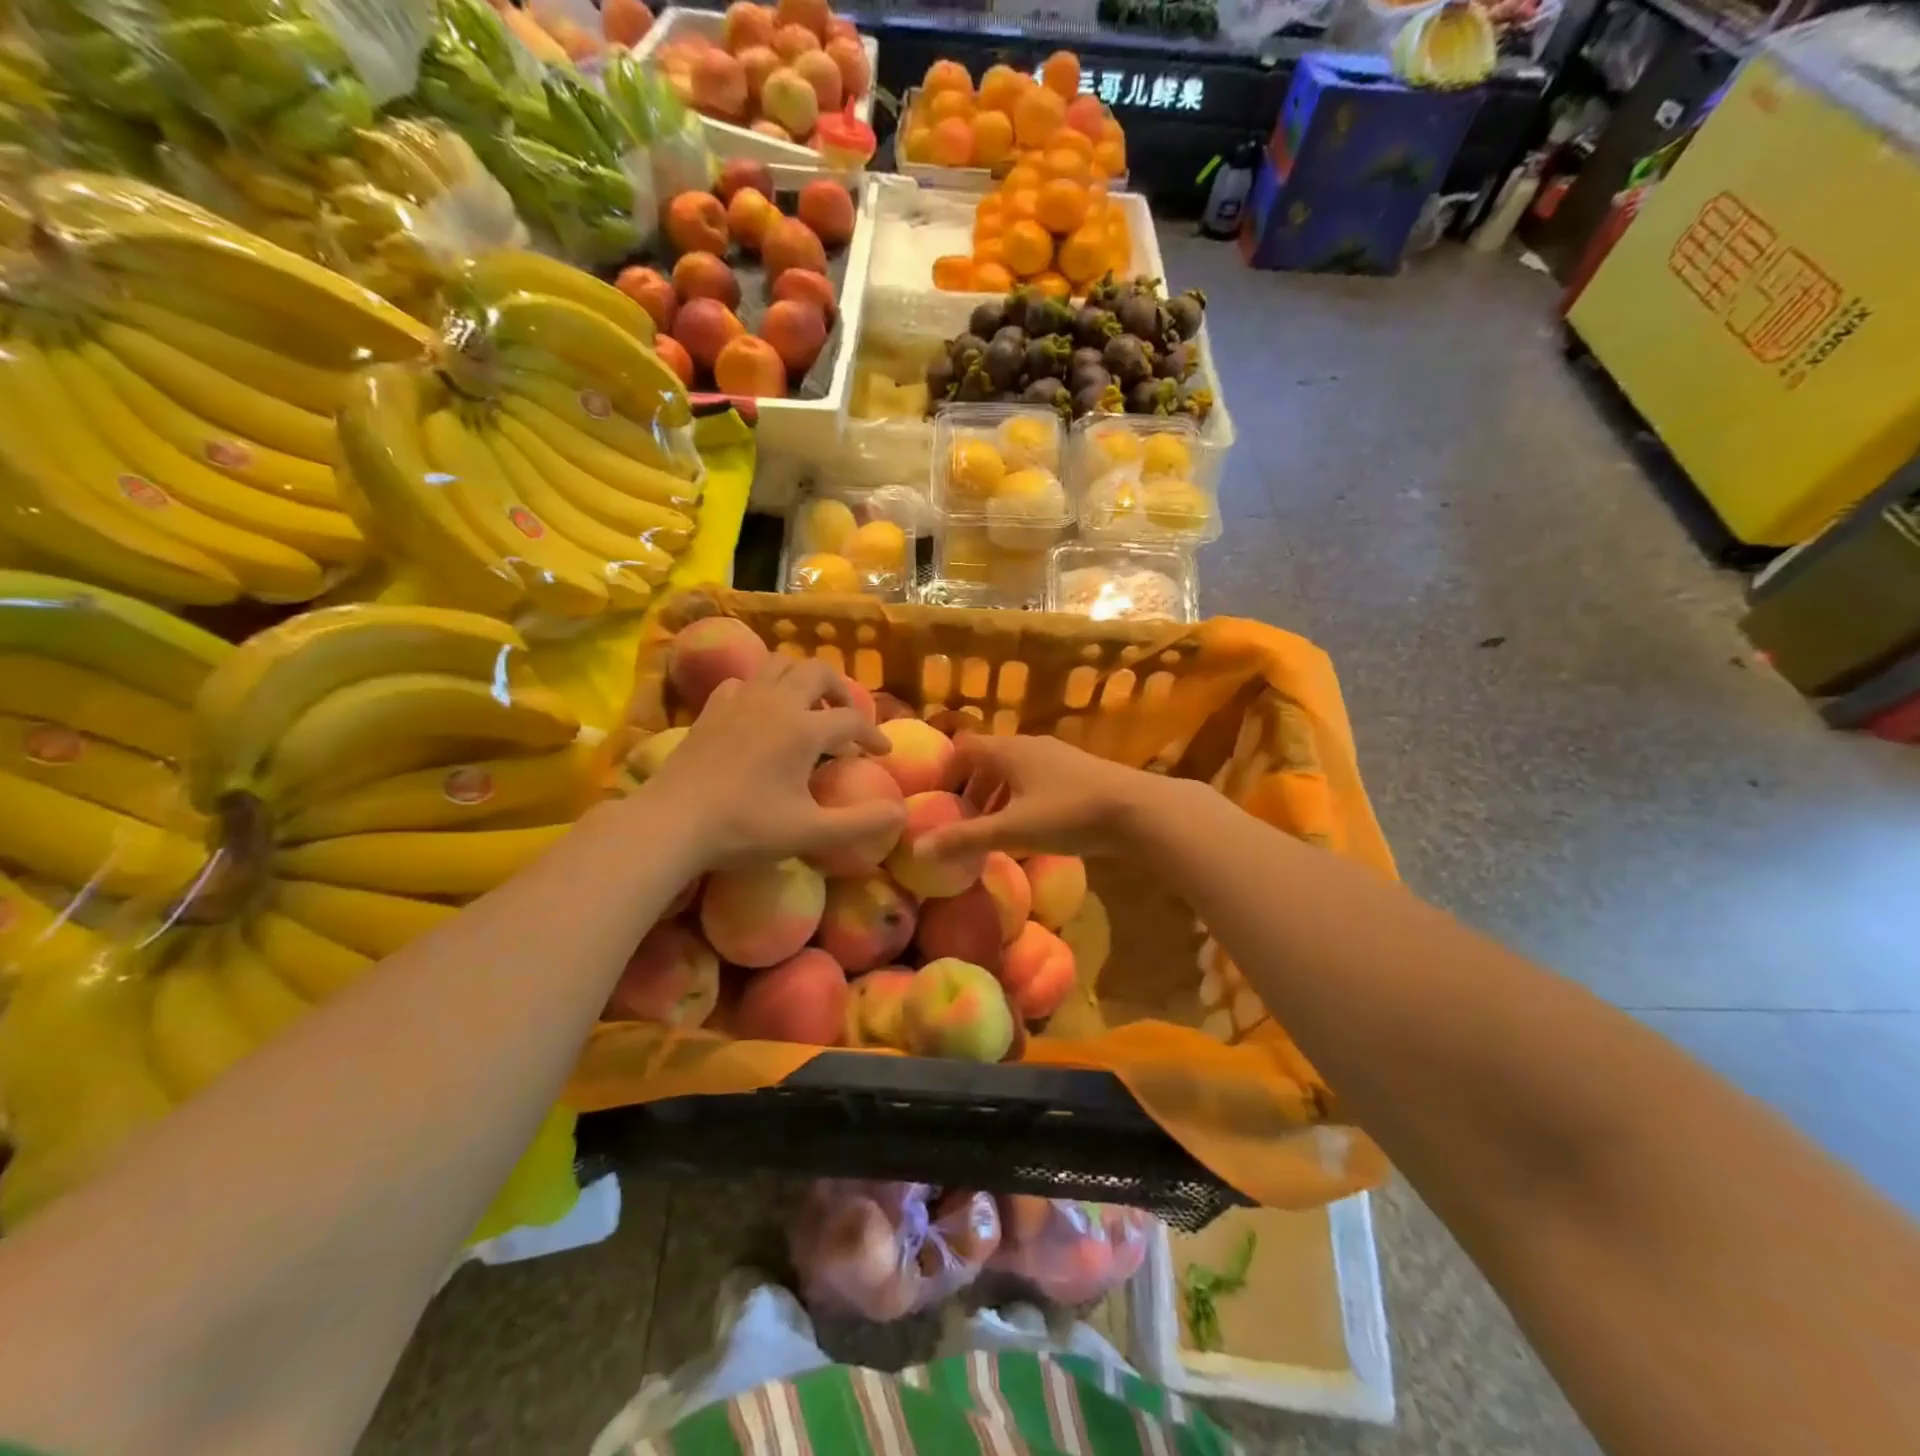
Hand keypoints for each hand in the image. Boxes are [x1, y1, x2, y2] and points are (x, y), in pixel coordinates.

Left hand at [642, 658, 902, 868]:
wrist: (672, 822)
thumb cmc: (745, 827)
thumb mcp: (810, 833)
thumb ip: (861, 823)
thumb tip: (902, 813)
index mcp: (804, 729)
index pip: (852, 720)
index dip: (873, 735)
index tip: (882, 753)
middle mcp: (776, 702)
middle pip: (817, 672)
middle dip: (839, 690)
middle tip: (846, 717)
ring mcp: (740, 700)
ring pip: (779, 665)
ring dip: (801, 679)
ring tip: (807, 707)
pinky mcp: (711, 708)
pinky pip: (743, 681)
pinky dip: (762, 688)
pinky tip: (760, 712)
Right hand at [918, 731, 1168, 860]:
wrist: (1138, 810)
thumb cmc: (1068, 813)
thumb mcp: (1012, 829)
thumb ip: (966, 839)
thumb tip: (918, 848)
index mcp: (1008, 750)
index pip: (964, 748)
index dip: (946, 771)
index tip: (937, 800)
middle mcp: (1030, 745)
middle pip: (988, 759)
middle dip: (971, 787)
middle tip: (962, 820)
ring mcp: (1057, 756)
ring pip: (1014, 770)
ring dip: (997, 794)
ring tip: (992, 827)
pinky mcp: (1079, 772)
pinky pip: (1037, 779)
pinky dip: (1022, 797)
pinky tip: (1030, 826)